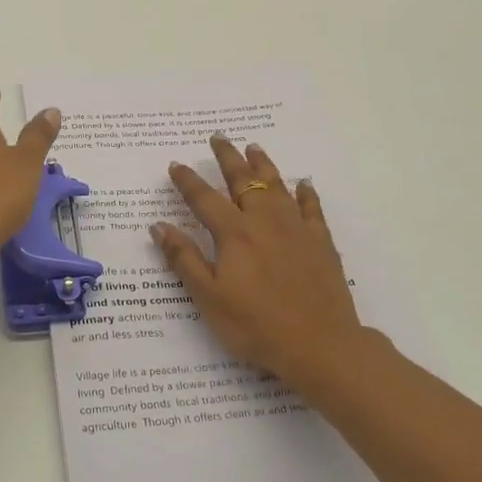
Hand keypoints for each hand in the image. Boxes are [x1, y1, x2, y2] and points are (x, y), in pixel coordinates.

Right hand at [150, 136, 369, 388]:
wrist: (319, 344)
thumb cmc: (256, 325)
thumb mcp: (209, 298)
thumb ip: (184, 259)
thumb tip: (159, 225)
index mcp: (234, 234)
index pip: (205, 199)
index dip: (188, 182)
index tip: (176, 165)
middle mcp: (265, 222)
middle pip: (244, 181)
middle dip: (228, 157)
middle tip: (218, 137)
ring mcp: (297, 229)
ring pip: (277, 186)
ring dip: (263, 165)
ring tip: (254, 147)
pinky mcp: (321, 243)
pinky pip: (312, 209)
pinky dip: (306, 193)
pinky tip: (304, 184)